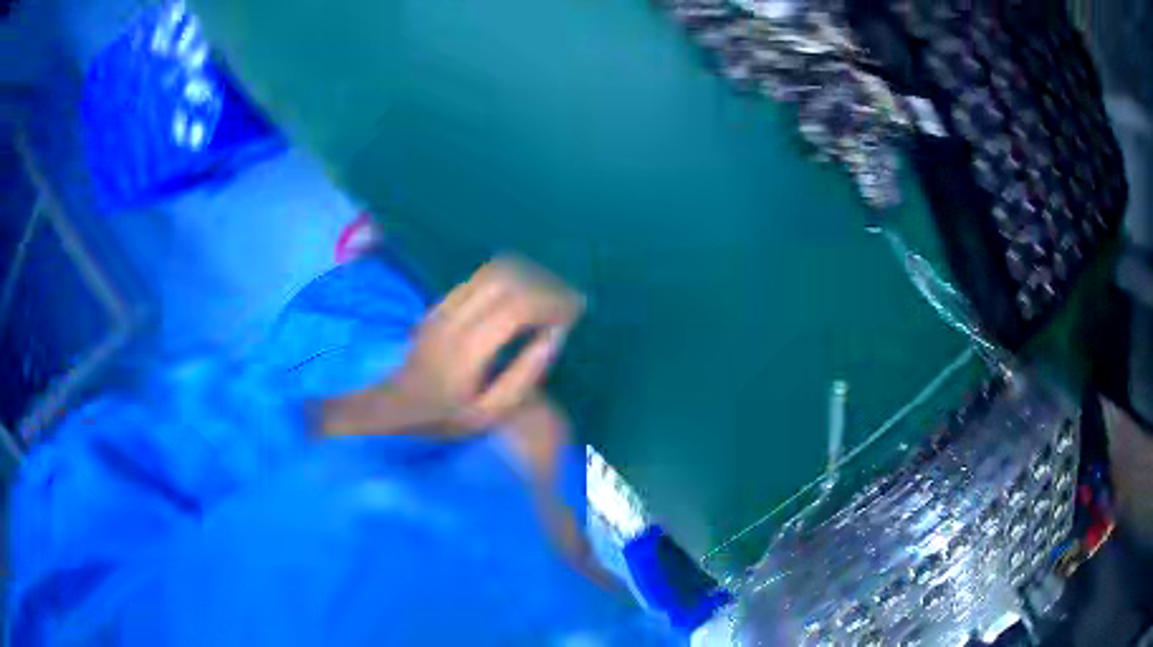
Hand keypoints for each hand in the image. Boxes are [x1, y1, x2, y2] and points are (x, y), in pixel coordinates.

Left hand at [322, 257, 582, 436]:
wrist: (394, 405)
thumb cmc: (443, 418)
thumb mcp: (488, 415)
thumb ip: (524, 376)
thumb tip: (556, 336)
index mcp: (468, 350)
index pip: (517, 307)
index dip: (552, 303)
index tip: (575, 314)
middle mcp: (455, 319)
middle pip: (509, 279)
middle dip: (546, 285)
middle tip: (569, 304)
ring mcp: (444, 306)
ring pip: (495, 270)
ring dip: (530, 277)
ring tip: (551, 297)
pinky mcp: (441, 302)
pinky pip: (481, 275)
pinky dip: (511, 277)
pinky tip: (523, 294)